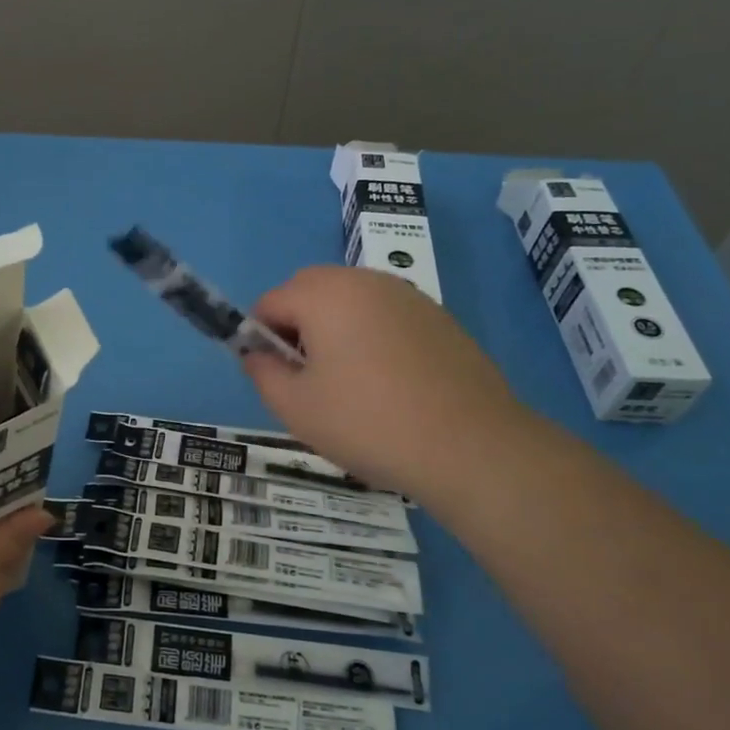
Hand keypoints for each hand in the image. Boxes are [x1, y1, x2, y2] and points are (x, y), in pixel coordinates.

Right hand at [243, 267, 529, 506]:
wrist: (471, 447)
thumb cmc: (369, 424)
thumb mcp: (295, 407)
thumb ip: (262, 372)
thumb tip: (257, 354)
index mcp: (325, 295)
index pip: (270, 301)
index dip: (260, 338)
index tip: (276, 377)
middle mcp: (365, 281)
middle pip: (310, 290)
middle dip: (297, 326)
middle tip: (309, 378)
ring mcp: (408, 297)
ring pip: (350, 301)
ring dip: (335, 329)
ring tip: (350, 384)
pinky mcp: (438, 318)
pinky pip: (386, 316)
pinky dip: (373, 337)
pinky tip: (390, 384)